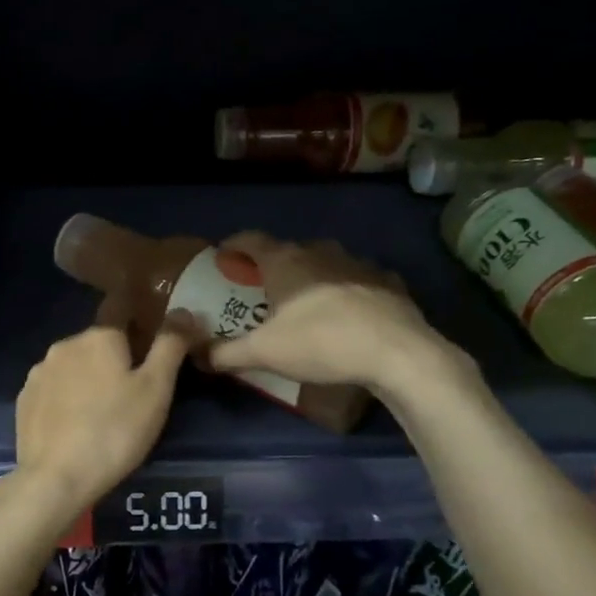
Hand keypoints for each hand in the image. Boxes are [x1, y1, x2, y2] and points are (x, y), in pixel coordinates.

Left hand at [15, 315, 196, 510]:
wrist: (56, 479)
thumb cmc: (115, 431)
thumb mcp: (156, 389)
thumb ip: (170, 345)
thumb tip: (184, 310)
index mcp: (99, 336)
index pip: (123, 310)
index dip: (140, 324)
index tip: (152, 349)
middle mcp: (65, 344)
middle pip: (98, 342)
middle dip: (115, 358)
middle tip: (134, 393)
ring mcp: (39, 372)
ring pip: (73, 366)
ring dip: (89, 379)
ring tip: (103, 414)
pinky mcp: (24, 400)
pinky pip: (53, 390)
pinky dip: (66, 400)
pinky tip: (76, 426)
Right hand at [207, 232, 471, 392]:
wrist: (396, 352)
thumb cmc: (320, 343)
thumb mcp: (263, 353)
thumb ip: (226, 353)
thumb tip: (199, 356)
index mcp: (285, 262)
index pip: (251, 239)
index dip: (233, 245)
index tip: (223, 256)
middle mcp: (320, 252)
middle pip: (288, 250)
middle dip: (273, 265)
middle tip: (262, 288)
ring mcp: (357, 263)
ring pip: (325, 262)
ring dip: (312, 275)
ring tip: (306, 300)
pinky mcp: (387, 281)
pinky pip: (359, 279)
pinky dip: (347, 289)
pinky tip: (348, 310)